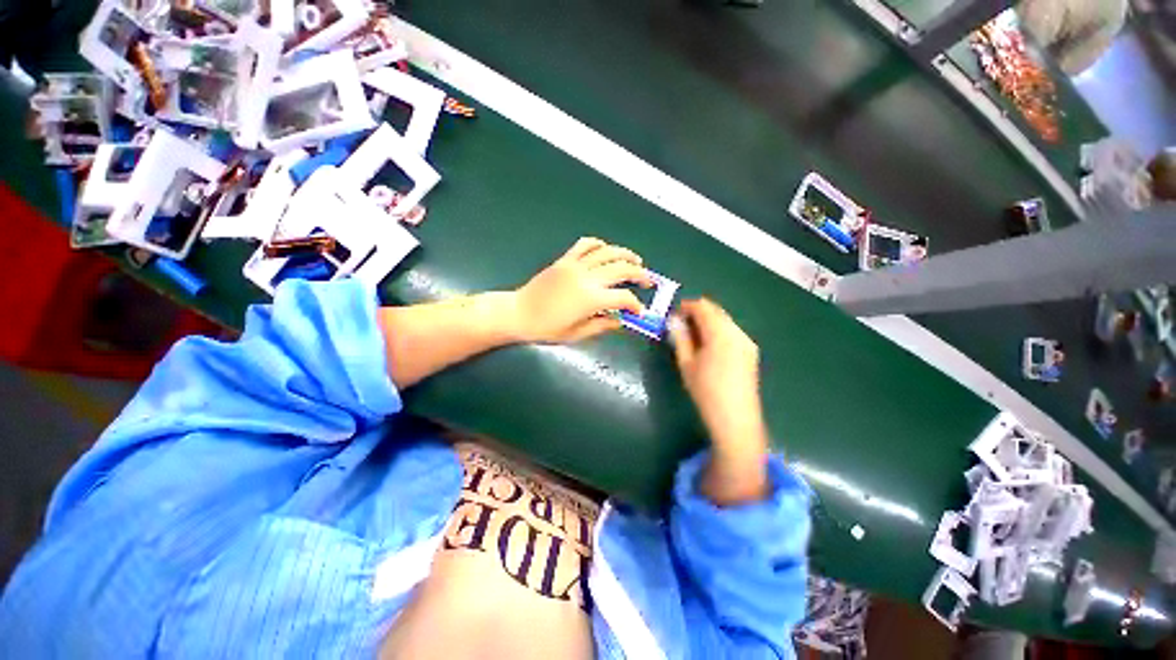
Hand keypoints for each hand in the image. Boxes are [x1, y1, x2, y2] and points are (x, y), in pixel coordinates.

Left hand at [512, 238, 652, 343]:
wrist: (518, 313)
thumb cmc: (546, 328)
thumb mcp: (577, 334)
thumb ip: (602, 325)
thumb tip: (620, 320)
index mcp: (591, 299)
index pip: (623, 297)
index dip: (635, 304)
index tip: (638, 311)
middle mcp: (587, 278)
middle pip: (621, 269)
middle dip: (640, 274)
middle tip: (648, 280)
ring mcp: (575, 265)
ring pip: (607, 252)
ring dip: (625, 254)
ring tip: (636, 260)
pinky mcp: (564, 260)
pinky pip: (585, 245)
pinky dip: (598, 244)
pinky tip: (606, 249)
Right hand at [669, 298, 769, 503]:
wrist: (735, 419)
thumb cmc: (705, 391)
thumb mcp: (686, 364)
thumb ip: (680, 338)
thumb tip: (673, 321)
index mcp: (720, 333)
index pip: (703, 307)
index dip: (686, 307)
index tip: (673, 315)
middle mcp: (737, 332)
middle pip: (716, 311)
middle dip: (697, 313)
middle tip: (680, 326)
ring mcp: (747, 342)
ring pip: (724, 320)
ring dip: (707, 322)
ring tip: (692, 337)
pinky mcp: (751, 351)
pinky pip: (732, 331)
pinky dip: (718, 331)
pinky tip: (709, 347)